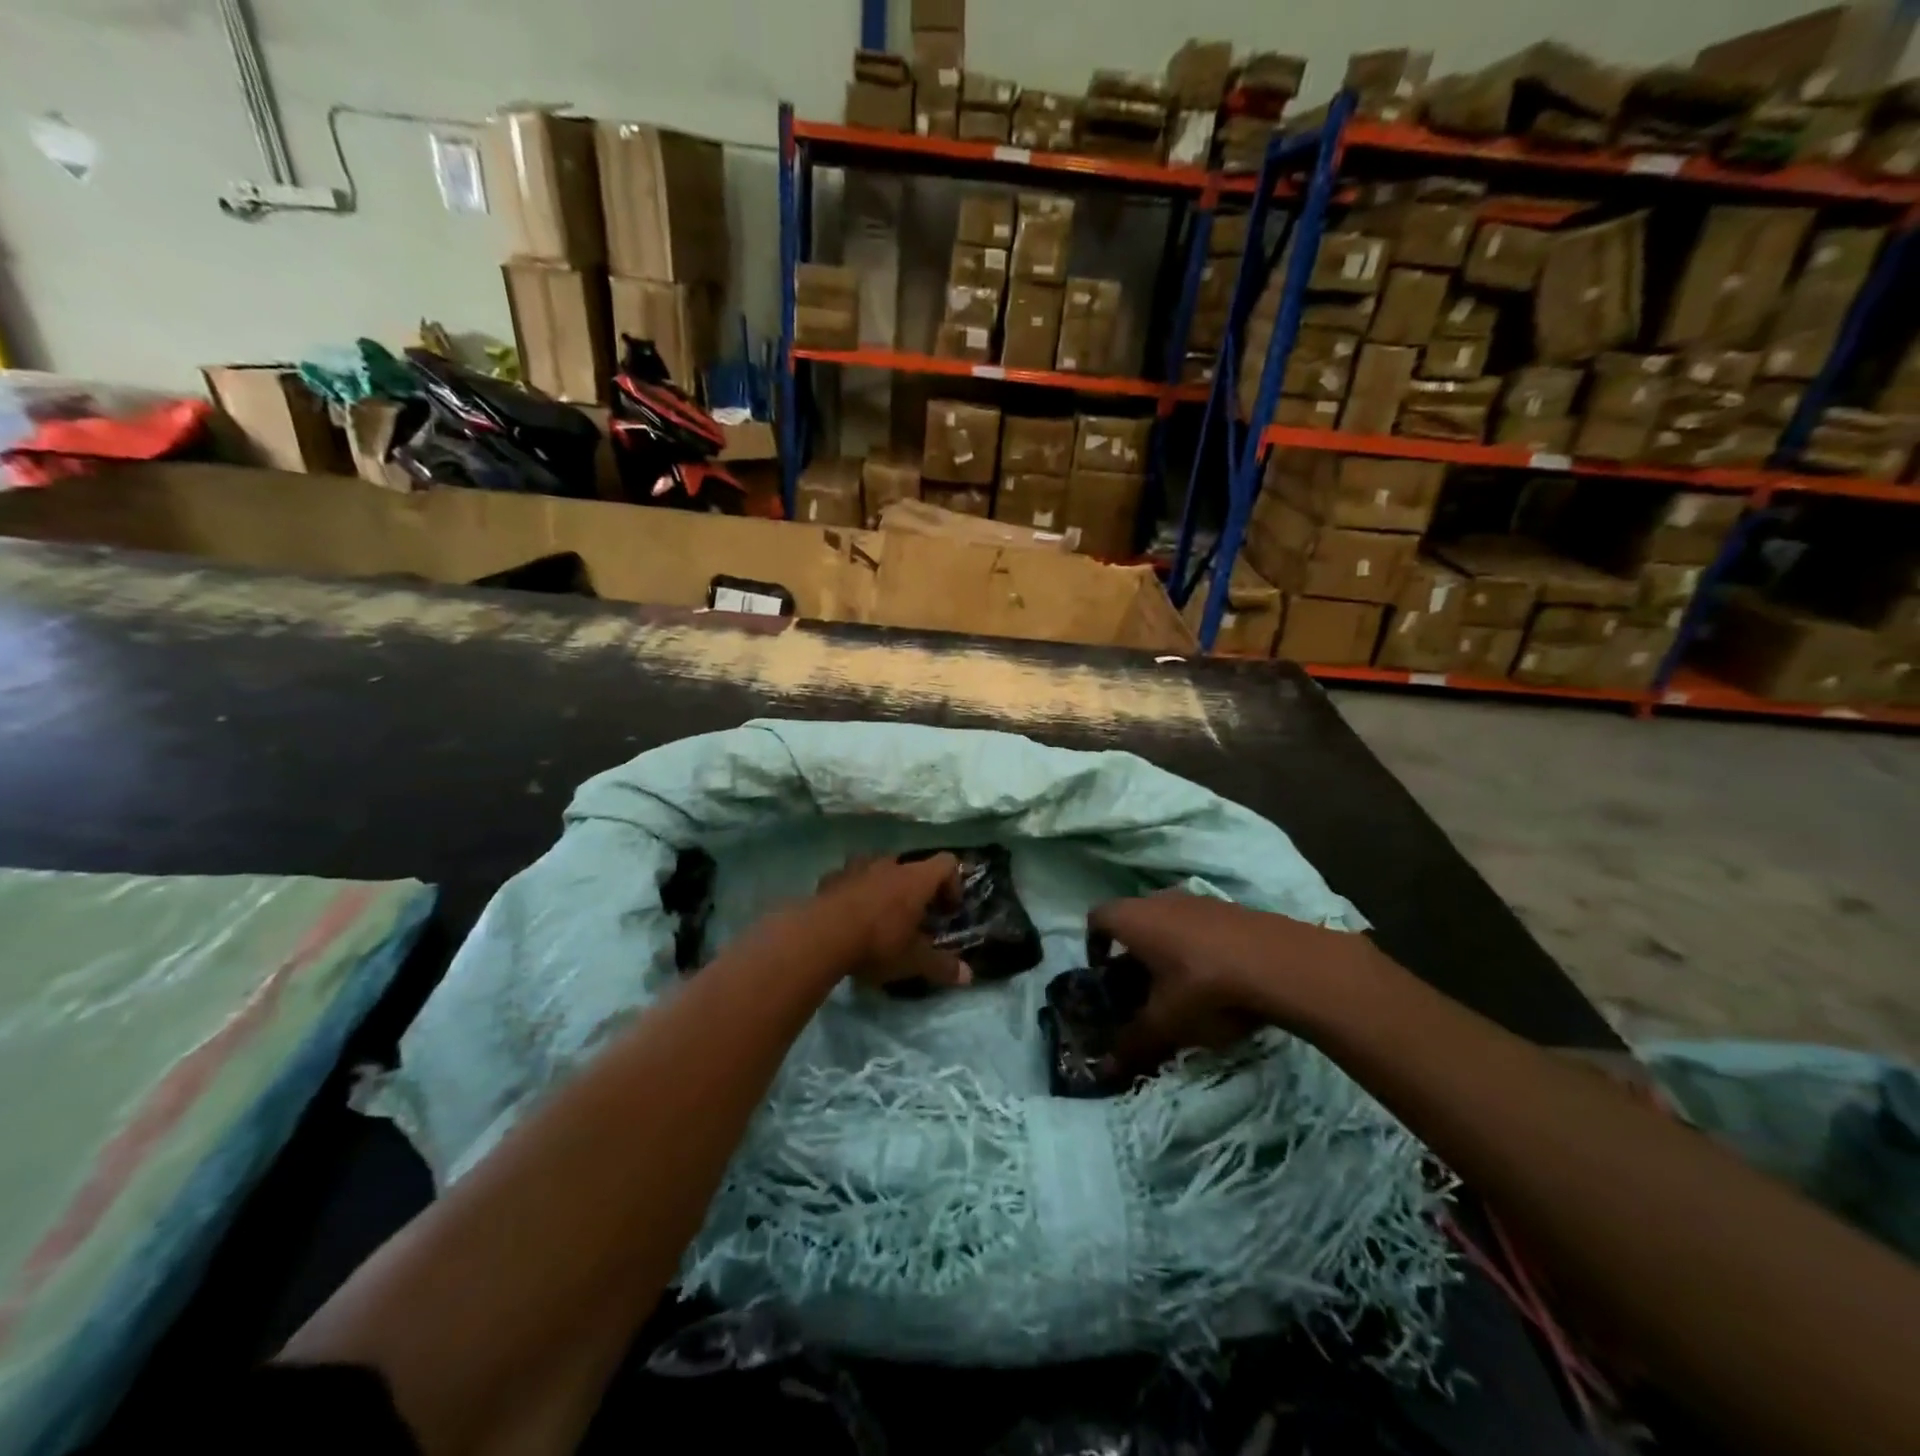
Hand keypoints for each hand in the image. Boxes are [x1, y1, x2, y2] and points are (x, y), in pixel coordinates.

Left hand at [812, 854, 970, 990]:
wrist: (820, 936)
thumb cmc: (877, 943)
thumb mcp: (913, 961)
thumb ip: (942, 966)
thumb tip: (969, 976)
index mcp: (916, 879)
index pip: (947, 863)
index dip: (953, 884)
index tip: (947, 911)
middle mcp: (889, 865)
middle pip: (912, 867)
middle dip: (916, 890)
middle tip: (914, 919)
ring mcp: (857, 867)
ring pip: (878, 870)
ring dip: (883, 888)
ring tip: (879, 917)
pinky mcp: (831, 877)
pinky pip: (850, 879)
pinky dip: (855, 893)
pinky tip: (848, 918)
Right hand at [1089, 891, 1387, 1068]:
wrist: (1281, 964)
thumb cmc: (1205, 987)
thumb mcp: (1166, 1023)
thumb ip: (1133, 1043)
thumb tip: (1104, 1070)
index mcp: (1134, 919)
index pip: (1097, 919)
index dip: (1093, 945)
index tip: (1103, 976)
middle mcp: (1159, 900)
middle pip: (1133, 920)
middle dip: (1131, 953)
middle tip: (1139, 990)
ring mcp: (1197, 900)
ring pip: (1168, 922)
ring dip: (1166, 950)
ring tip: (1179, 989)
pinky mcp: (1230, 908)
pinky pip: (1198, 925)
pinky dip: (1196, 947)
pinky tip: (1216, 980)